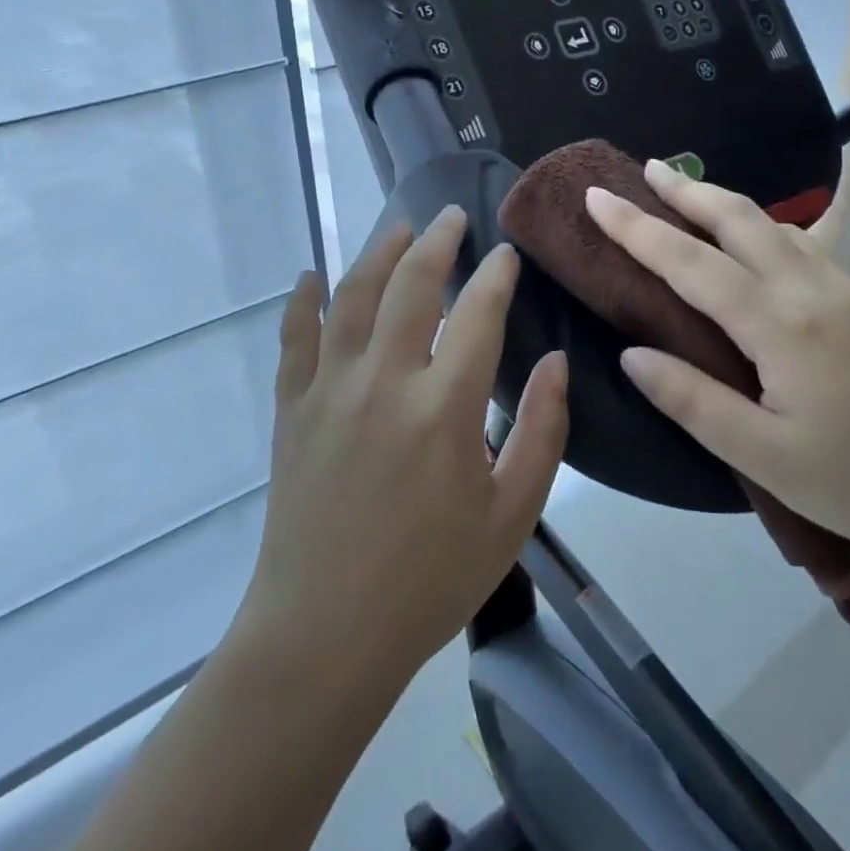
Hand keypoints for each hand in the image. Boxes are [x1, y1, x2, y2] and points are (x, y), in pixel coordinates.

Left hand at [241, 206, 568, 683]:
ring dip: (377, 253)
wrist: (325, 633)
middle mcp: (384, 381)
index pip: (479, 314)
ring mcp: (330, 390)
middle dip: (436, 241)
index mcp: (444, 407)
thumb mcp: (511, 515)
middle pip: (411, 285)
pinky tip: (310, 276)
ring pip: (352, 297)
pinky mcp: (292, 409)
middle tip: (451, 217)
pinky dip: (303, 302)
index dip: (496, 275)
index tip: (507, 254)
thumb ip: (542, 432)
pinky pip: (295, 338)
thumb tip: (557, 362)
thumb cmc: (430, 580)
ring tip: (398, 228)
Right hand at [585, 161, 849, 569]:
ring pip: (776, 226)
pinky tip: (757, 245)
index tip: (597, 197)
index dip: (637, 228)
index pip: (690, 262)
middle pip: (739, 218)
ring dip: (725, 204)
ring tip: (688, 198)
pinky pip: (803, 247)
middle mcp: (812, 290)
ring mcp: (848, 290)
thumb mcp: (767, 456)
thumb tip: (632, 354)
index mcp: (779, 324)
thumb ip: (693, 400)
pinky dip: (762, 229)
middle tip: (646, 170)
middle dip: (687, 190)